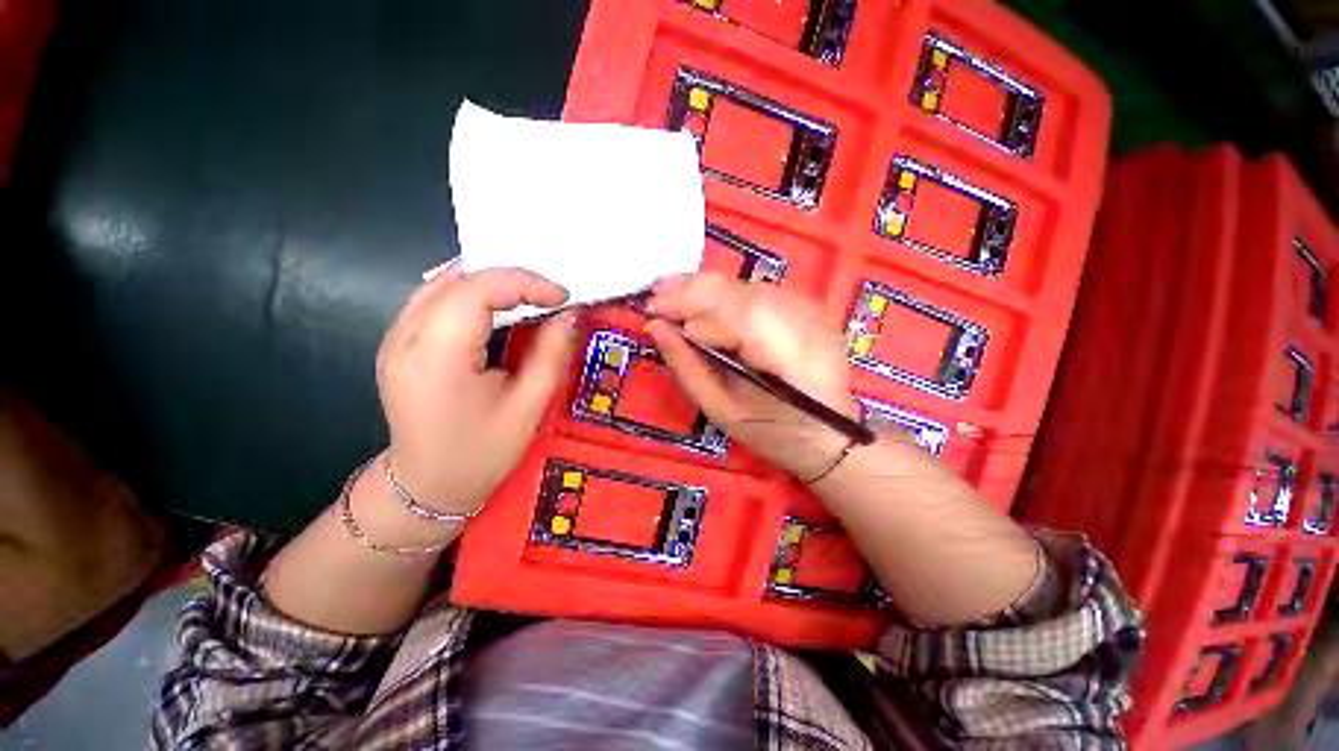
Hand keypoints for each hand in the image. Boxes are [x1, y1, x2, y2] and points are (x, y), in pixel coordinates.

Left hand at [376, 264, 575, 514]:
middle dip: (510, 278)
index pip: (478, 290)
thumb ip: (550, 355)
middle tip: (549, 295)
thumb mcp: (528, 407)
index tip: (563, 297)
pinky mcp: (397, 343)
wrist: (426, 487)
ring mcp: (394, 338)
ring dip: (489, 282)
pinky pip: (433, 299)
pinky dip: (469, 294)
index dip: (525, 283)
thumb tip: (569, 315)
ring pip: (442, 283)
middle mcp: (405, 336)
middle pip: (458, 279)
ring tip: (528, 296)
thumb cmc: (481, 453)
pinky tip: (494, 308)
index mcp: (437, 355)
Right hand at [644, 274, 856, 480]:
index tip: (653, 313)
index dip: (691, 310)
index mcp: (788, 359)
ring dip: (706, 286)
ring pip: (748, 286)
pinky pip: (758, 290)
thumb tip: (656, 328)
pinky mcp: (807, 307)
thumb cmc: (771, 431)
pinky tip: (703, 295)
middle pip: (741, 293)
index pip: (735, 318)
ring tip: (670, 290)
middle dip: (692, 290)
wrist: (827, 433)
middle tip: (654, 291)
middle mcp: (804, 324)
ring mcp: (810, 311)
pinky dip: (726, 290)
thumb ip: (687, 367)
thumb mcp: (721, 409)